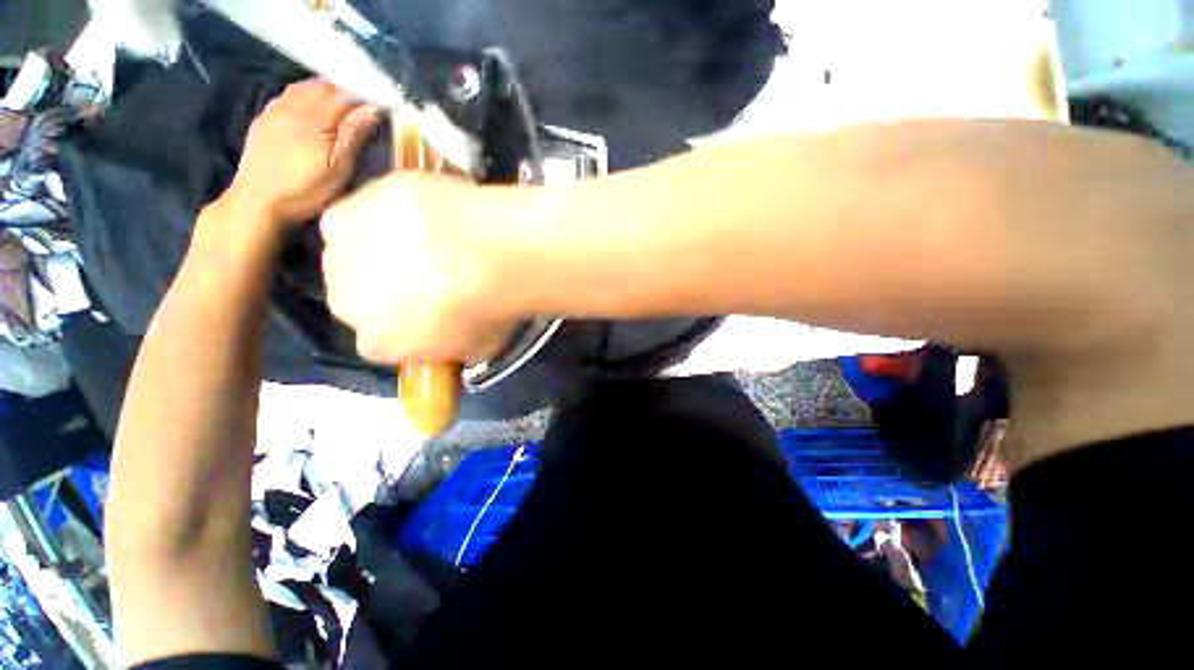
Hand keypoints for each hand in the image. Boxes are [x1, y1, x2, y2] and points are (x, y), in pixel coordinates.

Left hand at [223, 78, 381, 225]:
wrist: (258, 201)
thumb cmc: (305, 190)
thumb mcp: (338, 169)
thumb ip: (353, 136)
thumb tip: (372, 109)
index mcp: (315, 119)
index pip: (345, 96)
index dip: (366, 96)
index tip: (384, 104)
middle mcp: (294, 107)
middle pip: (324, 86)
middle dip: (347, 90)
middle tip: (366, 101)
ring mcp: (276, 110)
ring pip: (305, 87)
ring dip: (326, 89)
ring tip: (343, 99)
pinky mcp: (264, 119)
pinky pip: (287, 95)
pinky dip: (305, 93)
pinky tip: (311, 102)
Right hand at [321, 173, 526, 363]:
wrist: (491, 256)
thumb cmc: (493, 308)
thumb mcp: (482, 346)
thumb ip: (455, 346)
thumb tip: (452, 339)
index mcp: (379, 345)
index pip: (382, 339)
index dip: (407, 323)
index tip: (429, 310)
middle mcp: (347, 305)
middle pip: (357, 297)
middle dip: (386, 288)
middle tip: (428, 273)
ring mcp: (342, 255)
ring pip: (352, 254)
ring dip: (380, 248)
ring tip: (428, 239)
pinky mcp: (346, 211)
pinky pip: (359, 213)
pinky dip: (383, 213)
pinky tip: (416, 212)